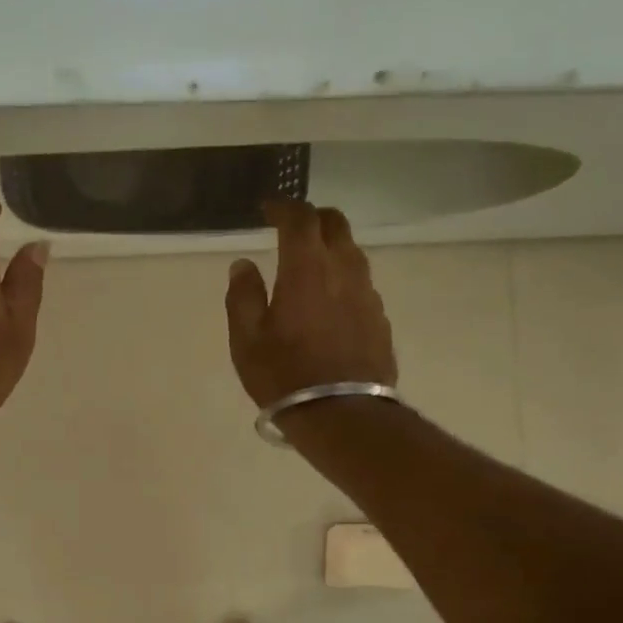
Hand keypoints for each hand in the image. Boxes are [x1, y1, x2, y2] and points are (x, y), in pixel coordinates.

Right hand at [225, 201, 396, 408]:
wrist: (343, 415)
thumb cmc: (285, 375)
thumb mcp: (247, 339)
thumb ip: (243, 296)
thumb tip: (243, 265)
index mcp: (307, 268)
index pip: (300, 218)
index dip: (283, 207)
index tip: (267, 210)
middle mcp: (344, 270)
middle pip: (335, 224)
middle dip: (312, 218)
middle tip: (291, 228)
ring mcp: (368, 294)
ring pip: (352, 252)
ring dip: (330, 247)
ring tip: (309, 264)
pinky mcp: (379, 318)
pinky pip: (360, 282)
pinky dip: (342, 277)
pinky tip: (329, 300)